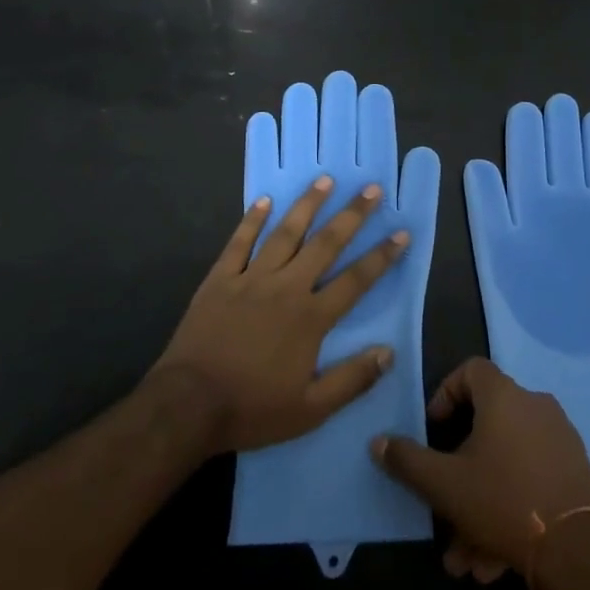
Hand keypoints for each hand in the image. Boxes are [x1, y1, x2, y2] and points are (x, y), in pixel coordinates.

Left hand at [153, 177, 409, 454]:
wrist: (188, 404)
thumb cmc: (252, 408)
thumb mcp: (310, 410)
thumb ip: (351, 380)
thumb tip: (388, 353)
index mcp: (310, 317)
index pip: (355, 280)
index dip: (381, 256)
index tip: (401, 232)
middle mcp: (286, 287)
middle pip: (325, 244)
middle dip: (351, 215)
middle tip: (371, 189)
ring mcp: (251, 278)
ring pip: (285, 233)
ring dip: (307, 205)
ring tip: (325, 180)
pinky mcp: (220, 278)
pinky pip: (240, 242)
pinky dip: (253, 219)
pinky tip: (265, 200)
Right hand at [371, 358, 589, 584]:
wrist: (579, 550)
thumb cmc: (504, 500)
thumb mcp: (445, 484)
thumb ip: (408, 461)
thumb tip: (377, 442)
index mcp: (504, 396)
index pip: (470, 370)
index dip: (446, 393)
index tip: (434, 428)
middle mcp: (534, 406)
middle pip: (486, 428)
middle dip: (460, 473)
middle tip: (444, 508)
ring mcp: (559, 439)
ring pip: (507, 464)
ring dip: (481, 505)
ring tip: (466, 556)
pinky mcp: (575, 472)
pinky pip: (531, 481)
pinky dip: (509, 509)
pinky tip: (494, 561)